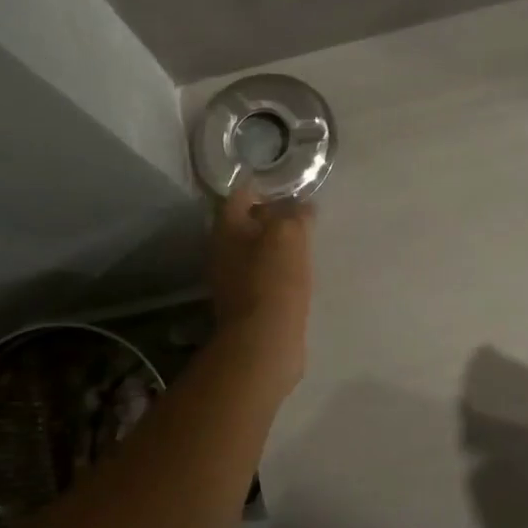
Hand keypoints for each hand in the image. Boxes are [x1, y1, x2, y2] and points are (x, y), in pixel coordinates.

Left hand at [208, 186, 313, 389]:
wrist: (264, 341)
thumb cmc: (274, 280)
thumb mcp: (289, 235)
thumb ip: (295, 214)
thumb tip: (303, 205)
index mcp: (226, 229)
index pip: (241, 195)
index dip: (263, 187)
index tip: (288, 185)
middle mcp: (222, 252)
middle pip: (245, 224)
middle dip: (270, 217)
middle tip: (300, 213)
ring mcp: (231, 281)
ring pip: (254, 252)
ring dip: (275, 246)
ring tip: (304, 242)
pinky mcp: (246, 305)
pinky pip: (263, 277)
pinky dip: (278, 270)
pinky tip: (298, 273)